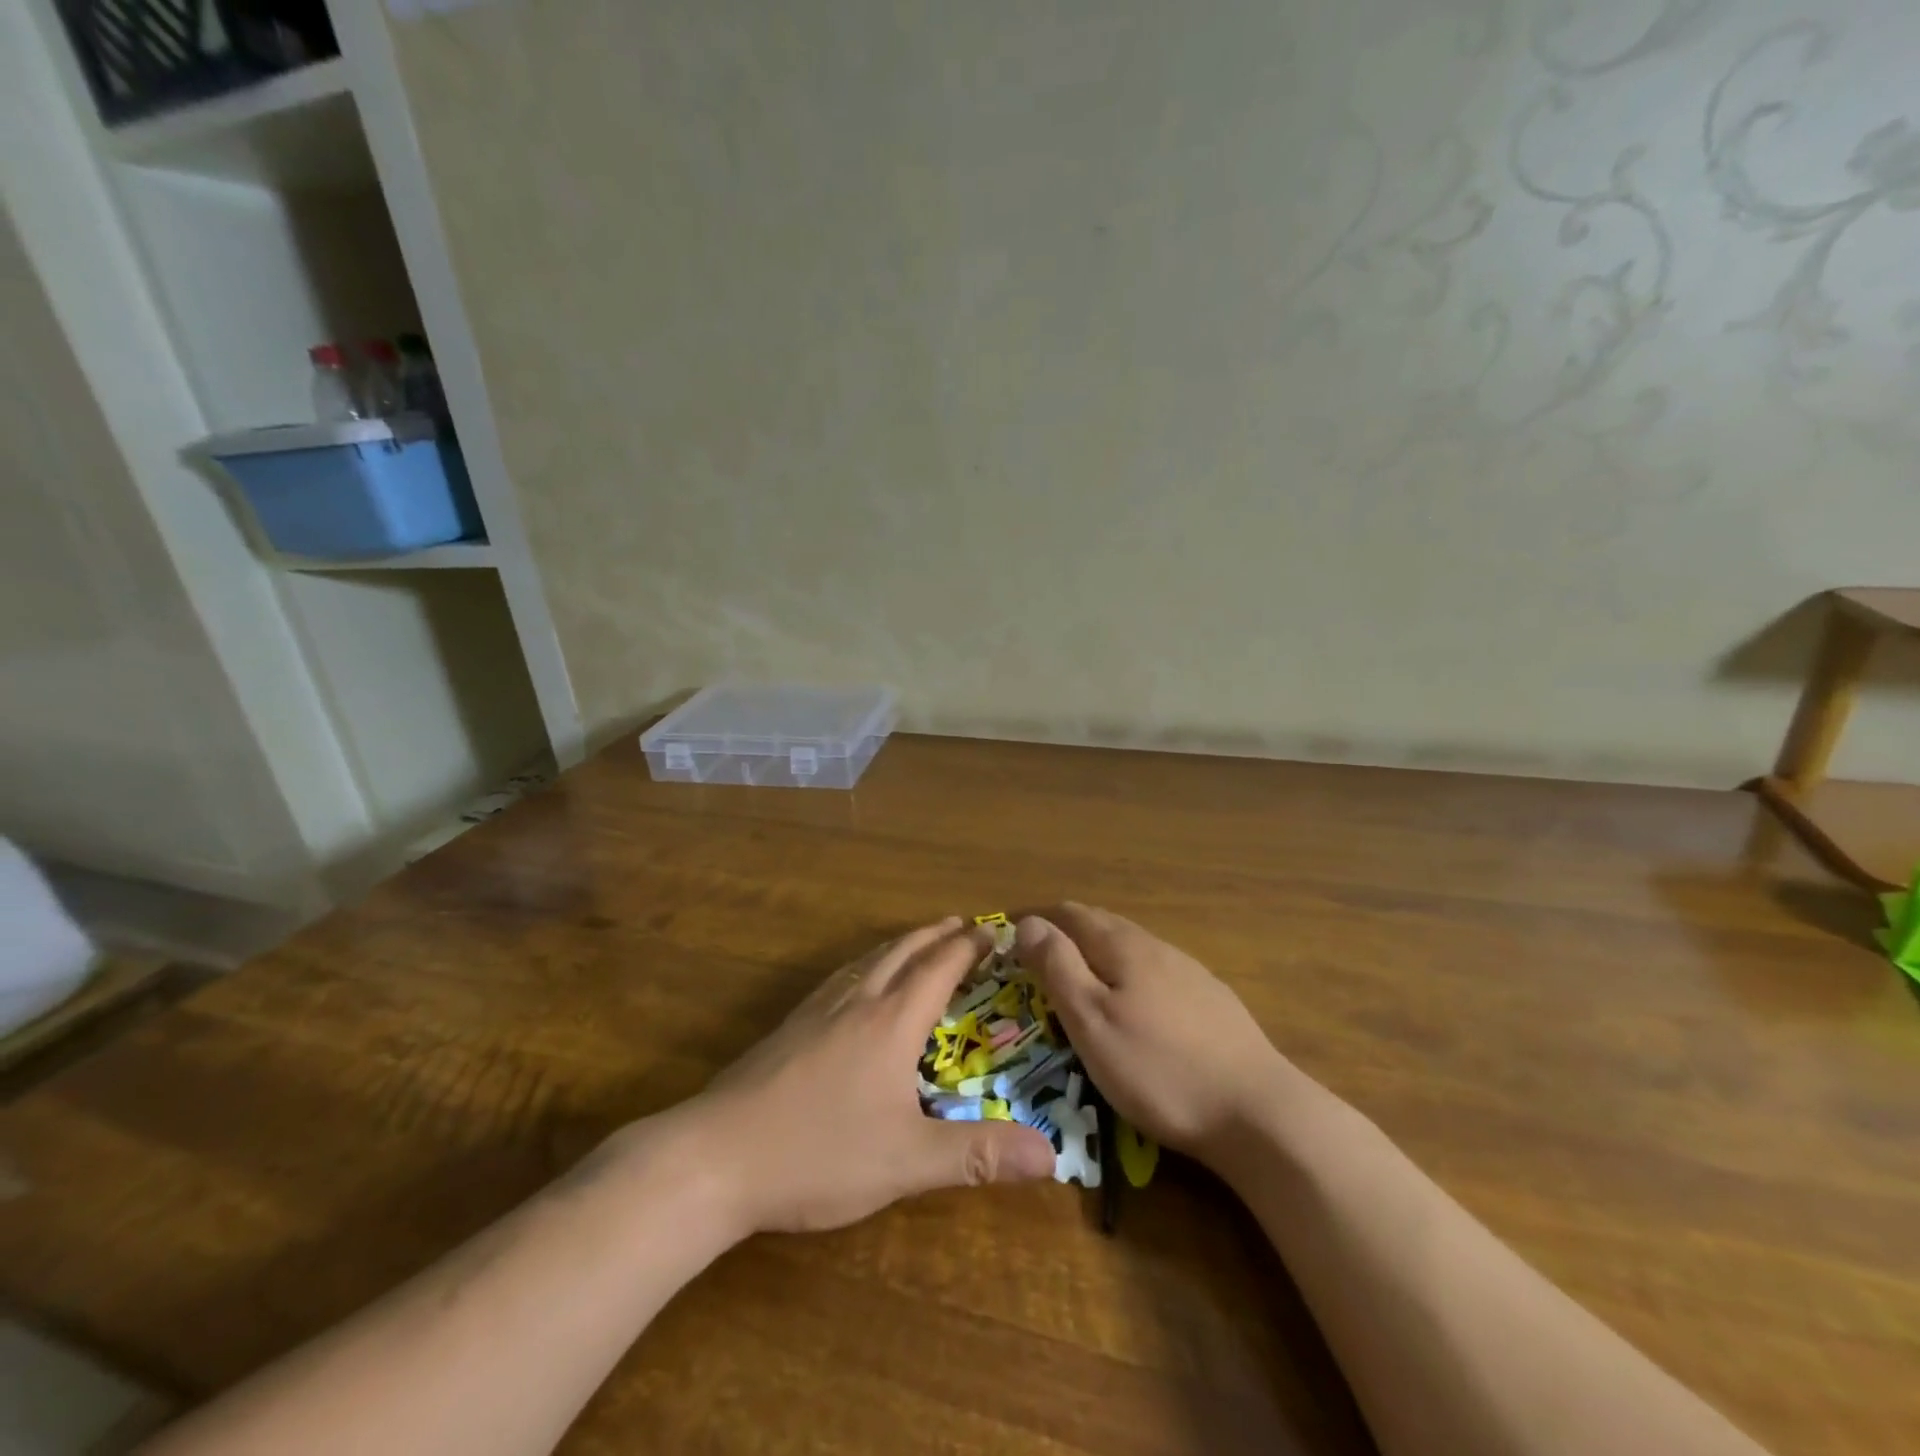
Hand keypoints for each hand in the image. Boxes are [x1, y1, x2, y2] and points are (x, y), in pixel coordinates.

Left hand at [678, 918, 1055, 1233]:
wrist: (715, 1157)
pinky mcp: (789, 1028)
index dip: (969, 947)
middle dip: (936, 935)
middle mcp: (857, 1002)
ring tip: (917, 942)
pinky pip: (840, 978)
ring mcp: (817, 1011)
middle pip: (903, 952)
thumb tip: (1052, 1155)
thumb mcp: (906, 1161)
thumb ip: (977, 1155)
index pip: (939, 968)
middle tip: (961, 923)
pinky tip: (854, 984)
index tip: (993, 930)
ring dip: (900, 945)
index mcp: (891, 1022)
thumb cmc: (818, 1153)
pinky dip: (865, 965)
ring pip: (868, 961)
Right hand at [1016, 903, 1287, 1162]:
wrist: (1258, 1112)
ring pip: (1131, 948)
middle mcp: (1156, 946)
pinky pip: (1156, 972)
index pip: (1070, 913)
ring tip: (1079, 980)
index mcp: (1123, 946)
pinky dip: (1128, 975)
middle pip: (1102, 925)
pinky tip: (1134, 1005)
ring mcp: (1189, 972)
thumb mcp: (1092, 1021)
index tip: (1008, 937)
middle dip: (1065, 934)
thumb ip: (1058, 967)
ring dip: (1098, 954)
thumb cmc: (1158, 1069)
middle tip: (1036, 959)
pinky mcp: (1212, 1000)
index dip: (1036, 919)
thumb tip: (1028, 922)